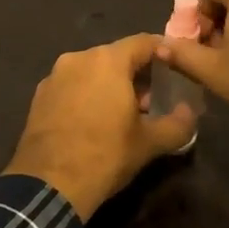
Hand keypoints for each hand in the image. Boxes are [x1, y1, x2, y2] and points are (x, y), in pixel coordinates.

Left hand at [4, 35, 198, 219]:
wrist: (49, 185)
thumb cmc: (105, 155)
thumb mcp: (149, 143)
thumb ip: (177, 124)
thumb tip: (189, 114)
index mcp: (108, 60)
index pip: (144, 42)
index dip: (163, 53)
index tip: (175, 69)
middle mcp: (78, 58)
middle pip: (116, 56)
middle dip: (136, 73)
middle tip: (152, 100)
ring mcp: (54, 76)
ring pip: (91, 71)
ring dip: (110, 84)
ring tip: (123, 113)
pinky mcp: (39, 96)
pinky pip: (71, 85)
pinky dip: (86, 94)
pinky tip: (93, 121)